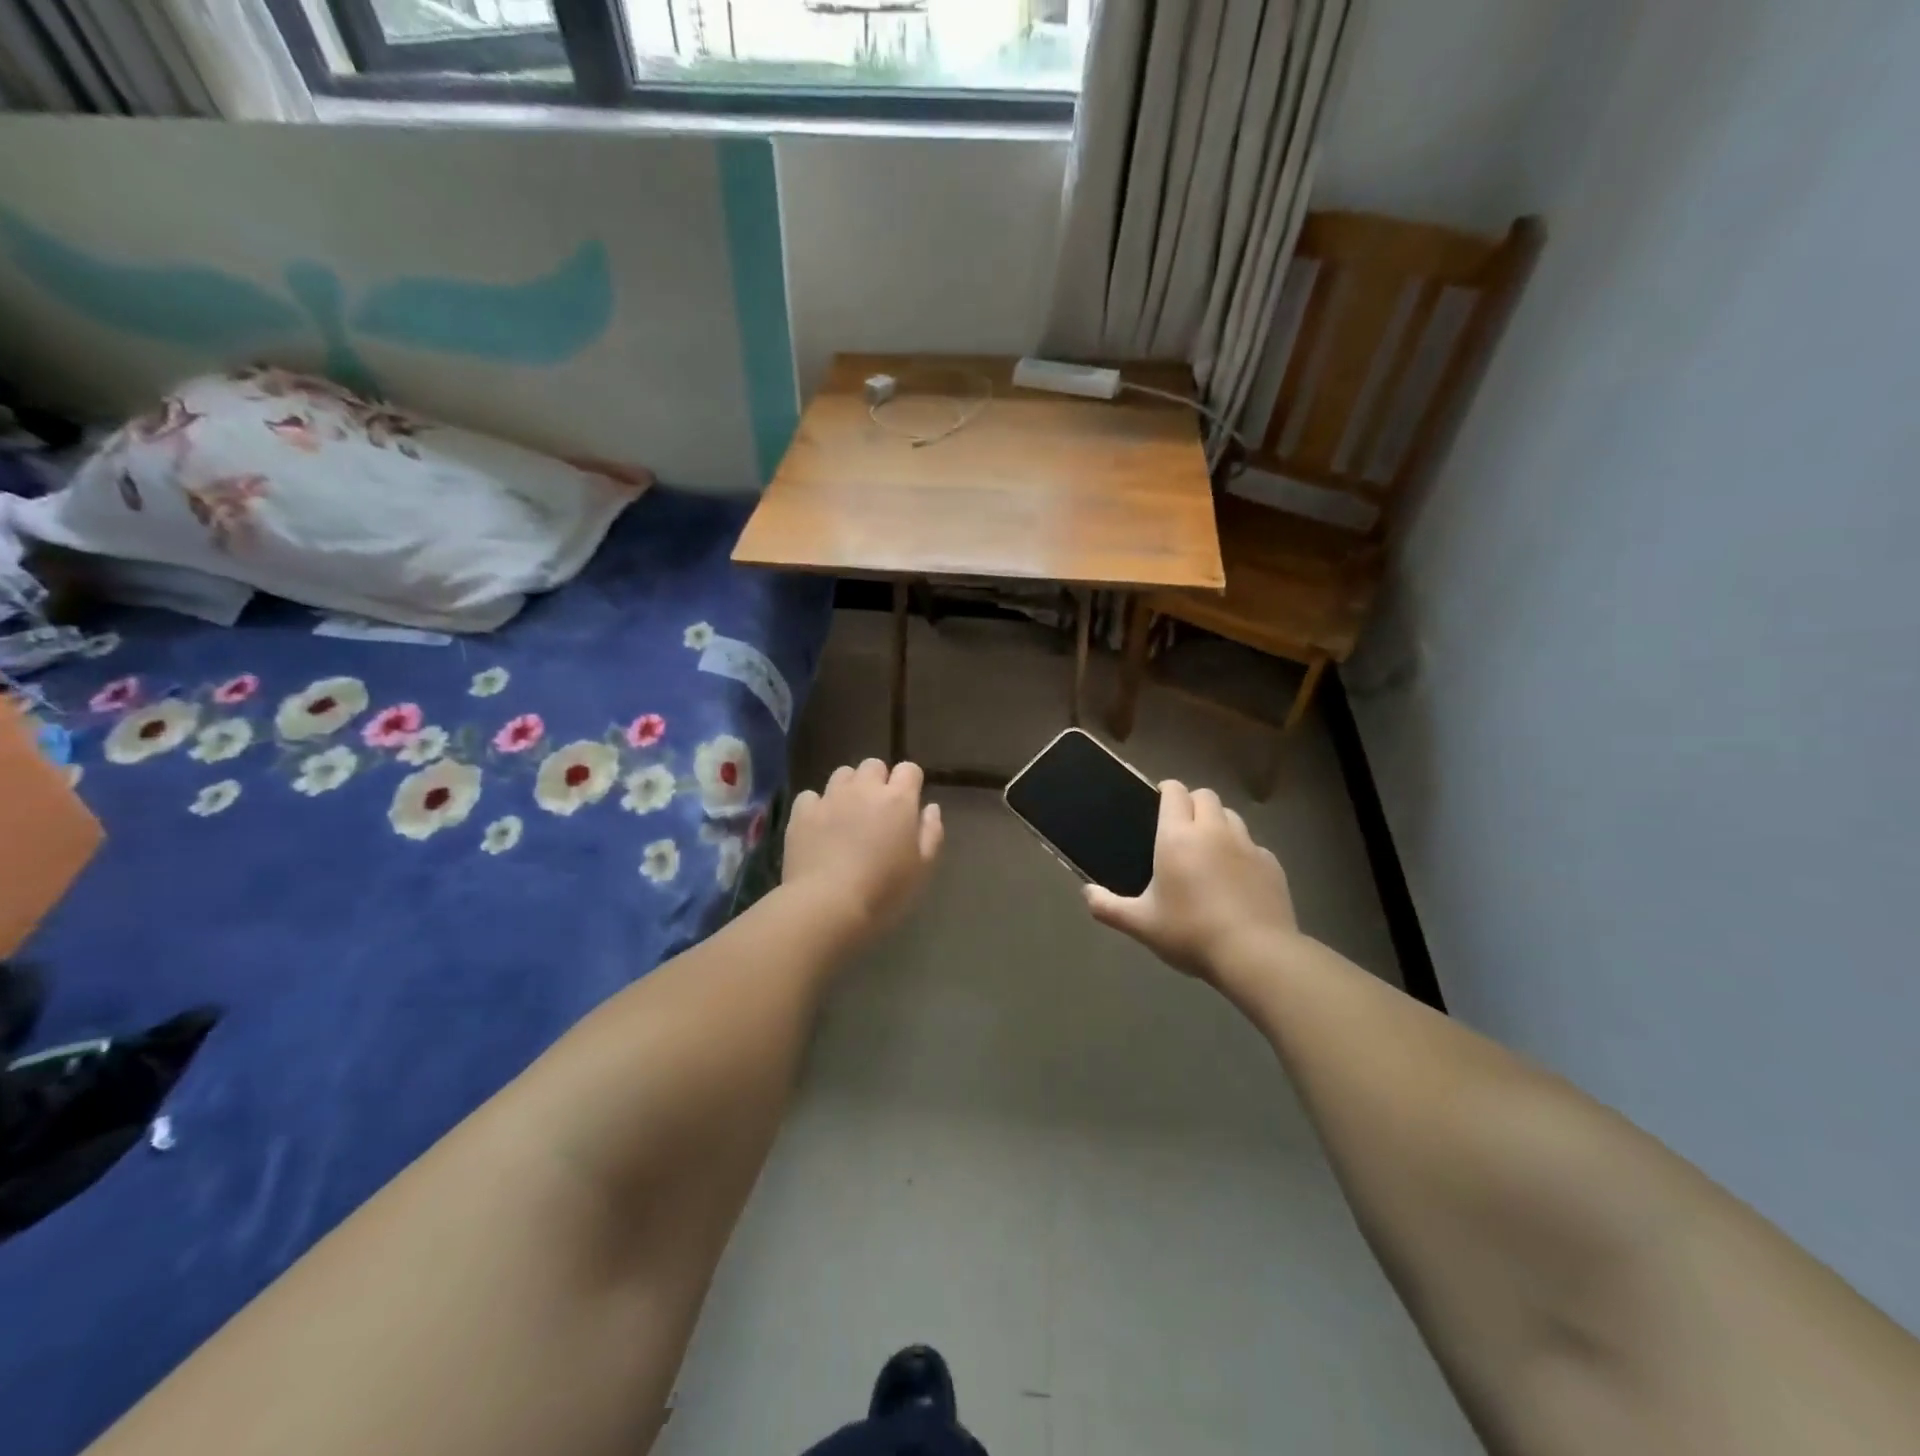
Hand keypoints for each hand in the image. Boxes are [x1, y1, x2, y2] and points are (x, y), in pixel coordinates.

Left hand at [783, 759, 943, 944]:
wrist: (827, 905)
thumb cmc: (884, 891)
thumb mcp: (922, 868)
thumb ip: (931, 833)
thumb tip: (930, 808)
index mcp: (898, 800)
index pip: (909, 769)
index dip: (910, 782)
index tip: (909, 803)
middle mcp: (864, 790)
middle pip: (873, 765)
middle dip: (878, 780)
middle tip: (878, 810)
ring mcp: (830, 798)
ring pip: (842, 774)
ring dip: (849, 787)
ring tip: (848, 813)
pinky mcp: (802, 813)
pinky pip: (811, 796)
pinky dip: (817, 805)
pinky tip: (819, 825)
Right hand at [1084, 780, 1298, 981]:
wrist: (1256, 954)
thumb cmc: (1190, 933)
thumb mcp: (1141, 925)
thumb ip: (1108, 907)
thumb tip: (1086, 893)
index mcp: (1178, 836)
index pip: (1175, 792)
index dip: (1166, 790)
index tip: (1158, 802)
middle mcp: (1213, 831)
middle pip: (1205, 796)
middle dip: (1192, 803)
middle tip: (1181, 828)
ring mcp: (1247, 845)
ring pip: (1231, 816)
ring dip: (1218, 823)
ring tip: (1209, 849)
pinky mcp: (1272, 864)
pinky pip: (1253, 845)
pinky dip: (1241, 851)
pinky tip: (1236, 878)